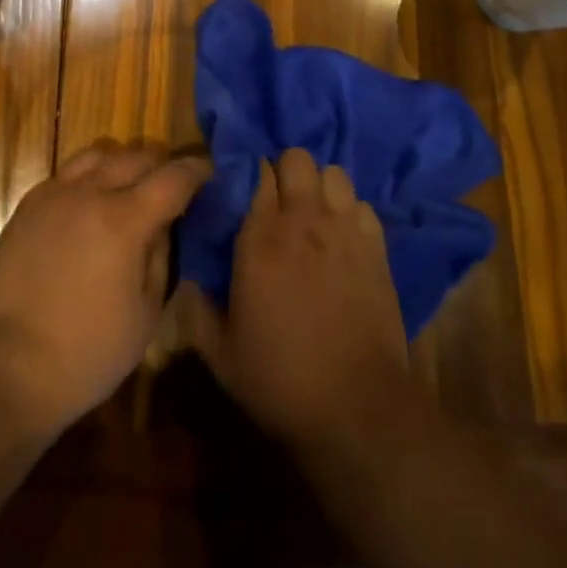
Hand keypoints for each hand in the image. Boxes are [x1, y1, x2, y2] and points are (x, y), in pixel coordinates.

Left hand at [0, 139, 209, 436]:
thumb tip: (161, 227)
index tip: (209, 172)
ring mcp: (54, 195)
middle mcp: (90, 193)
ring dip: (123, 162)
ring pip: (99, 153)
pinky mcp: (26, 207)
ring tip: (129, 185)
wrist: (1, 371)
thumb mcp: (144, 317)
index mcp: (125, 219)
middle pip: (137, 155)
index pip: (174, 177)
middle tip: (172, 183)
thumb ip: (159, 259)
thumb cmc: (84, 355)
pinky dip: (88, 176)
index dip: (197, 171)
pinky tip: (89, 203)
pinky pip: (67, 173)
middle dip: (162, 163)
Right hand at [186, 149, 413, 452]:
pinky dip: (350, 213)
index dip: (251, 175)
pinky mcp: (377, 247)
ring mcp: (345, 229)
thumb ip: (197, 308)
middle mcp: (304, 220)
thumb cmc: (280, 380)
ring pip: (334, 173)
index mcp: (261, 237)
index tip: (245, 194)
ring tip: (314, 215)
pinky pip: (362, 205)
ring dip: (320, 187)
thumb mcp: (221, 354)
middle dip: (286, 171)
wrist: (356, 409)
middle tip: (279, 202)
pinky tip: (343, 239)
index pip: (257, 171)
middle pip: (298, 158)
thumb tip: (189, 278)